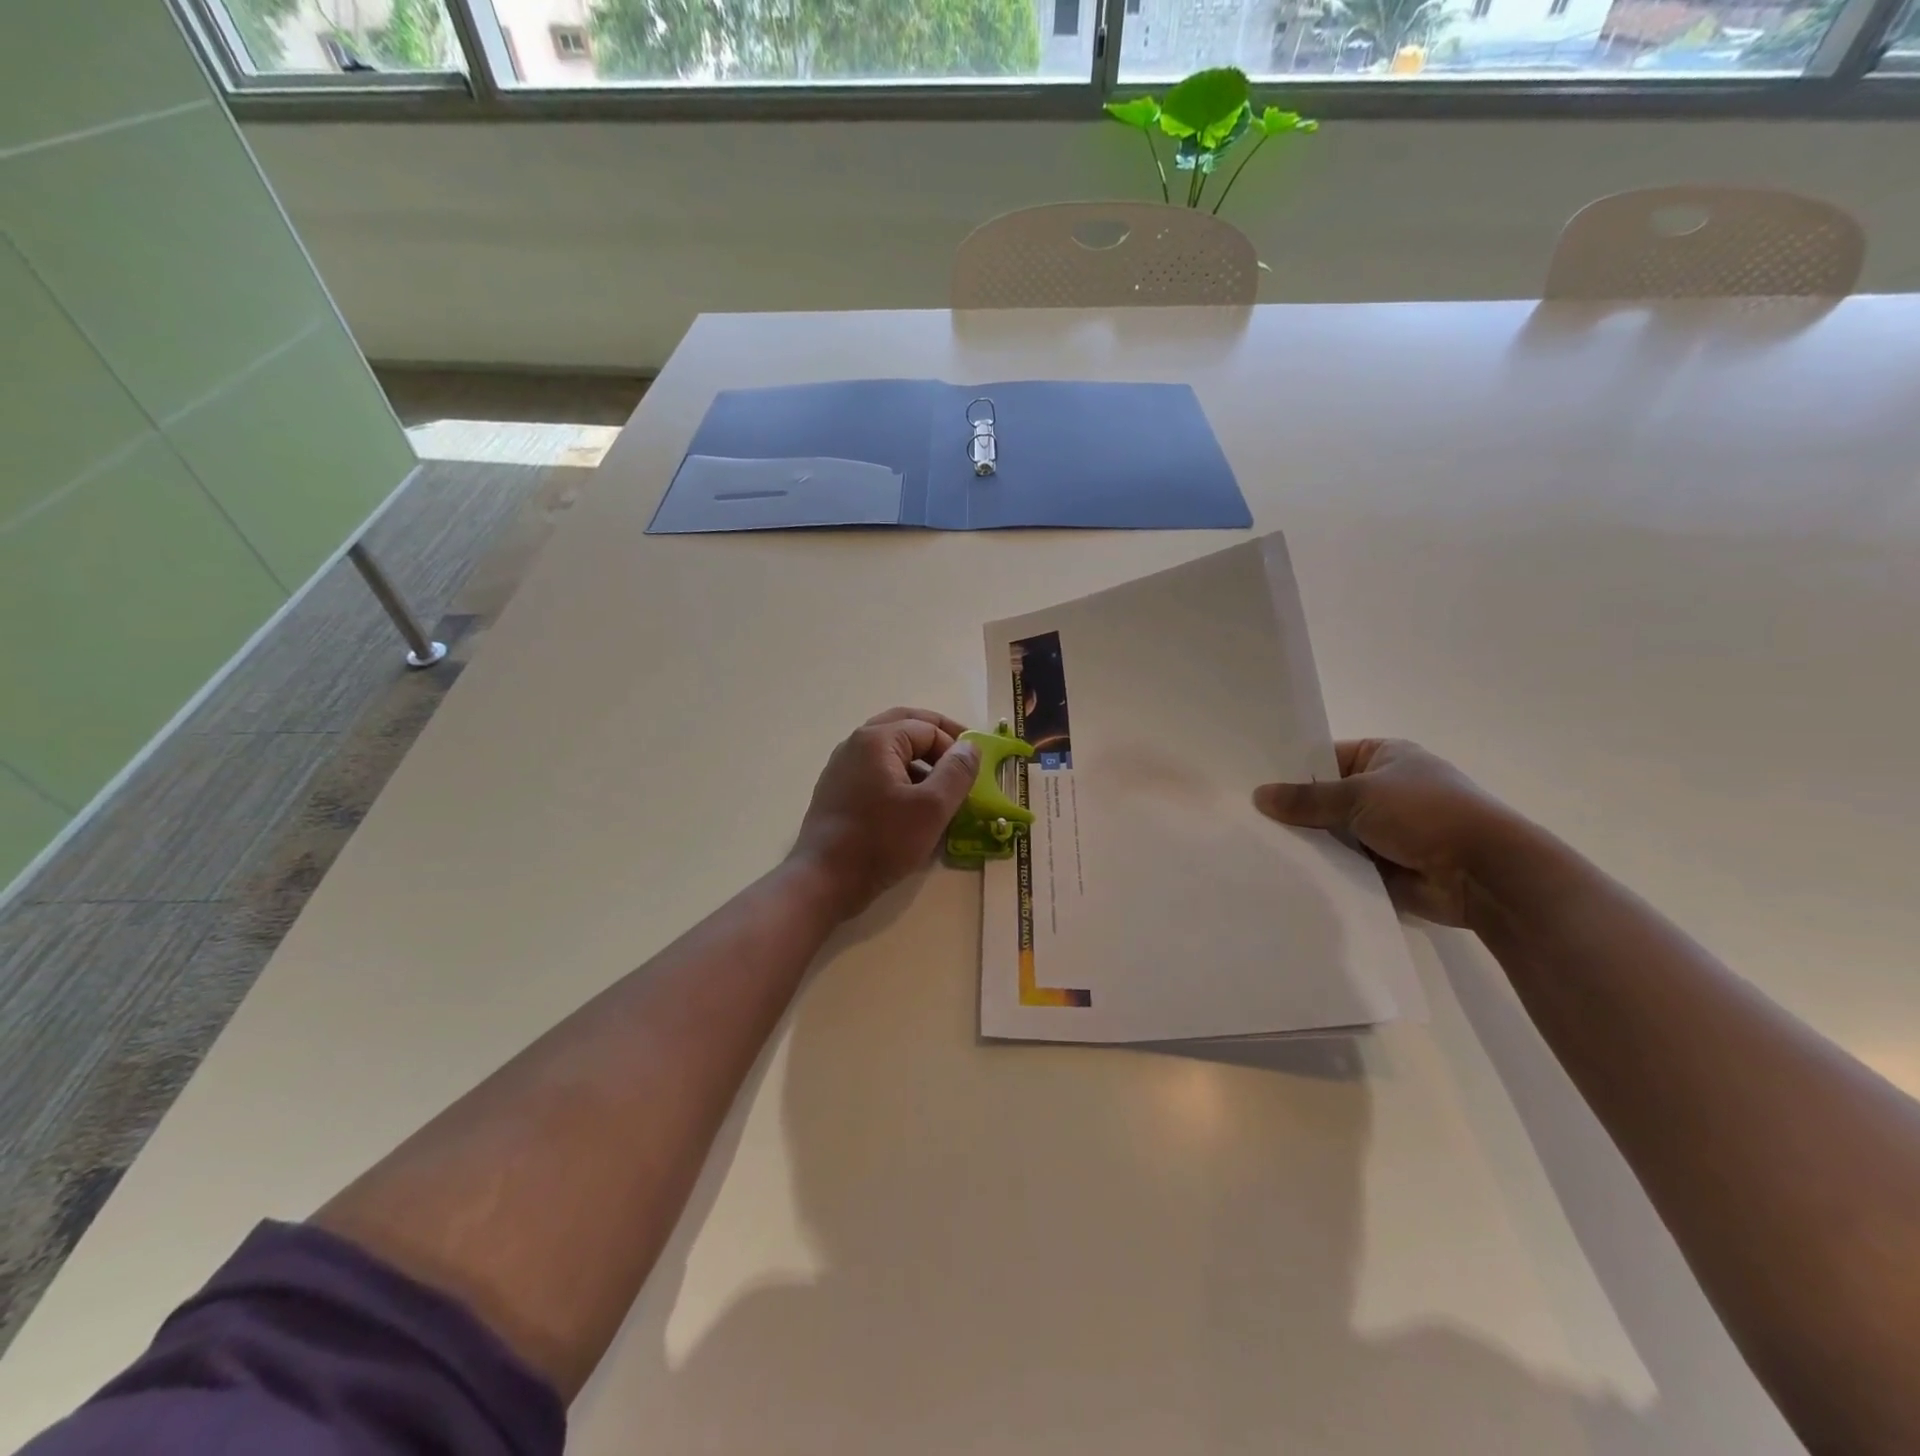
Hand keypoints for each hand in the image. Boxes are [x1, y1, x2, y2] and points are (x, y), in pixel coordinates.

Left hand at [790, 707, 980, 920]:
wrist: (823, 880)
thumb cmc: (881, 841)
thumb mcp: (931, 808)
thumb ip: (956, 772)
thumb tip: (970, 746)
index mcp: (877, 739)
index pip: (928, 728)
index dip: (955, 747)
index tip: (972, 774)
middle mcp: (855, 744)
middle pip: (905, 726)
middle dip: (936, 739)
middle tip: (962, 756)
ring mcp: (842, 767)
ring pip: (889, 749)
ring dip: (918, 759)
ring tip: (941, 786)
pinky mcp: (837, 791)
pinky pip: (875, 771)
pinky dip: (899, 776)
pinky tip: (912, 805)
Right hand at [1253, 739, 1526, 926]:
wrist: (1485, 874)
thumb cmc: (1427, 814)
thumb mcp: (1360, 795)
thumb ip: (1307, 798)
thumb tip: (1258, 796)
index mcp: (1382, 756)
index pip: (1323, 757)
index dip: (1289, 768)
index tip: (1248, 780)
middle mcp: (1381, 789)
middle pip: (1322, 796)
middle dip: (1291, 808)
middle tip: (1241, 815)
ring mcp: (1382, 829)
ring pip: (1329, 831)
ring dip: (1304, 840)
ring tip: (1252, 843)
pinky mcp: (1381, 865)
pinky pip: (1339, 862)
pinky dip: (1319, 866)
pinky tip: (1280, 869)